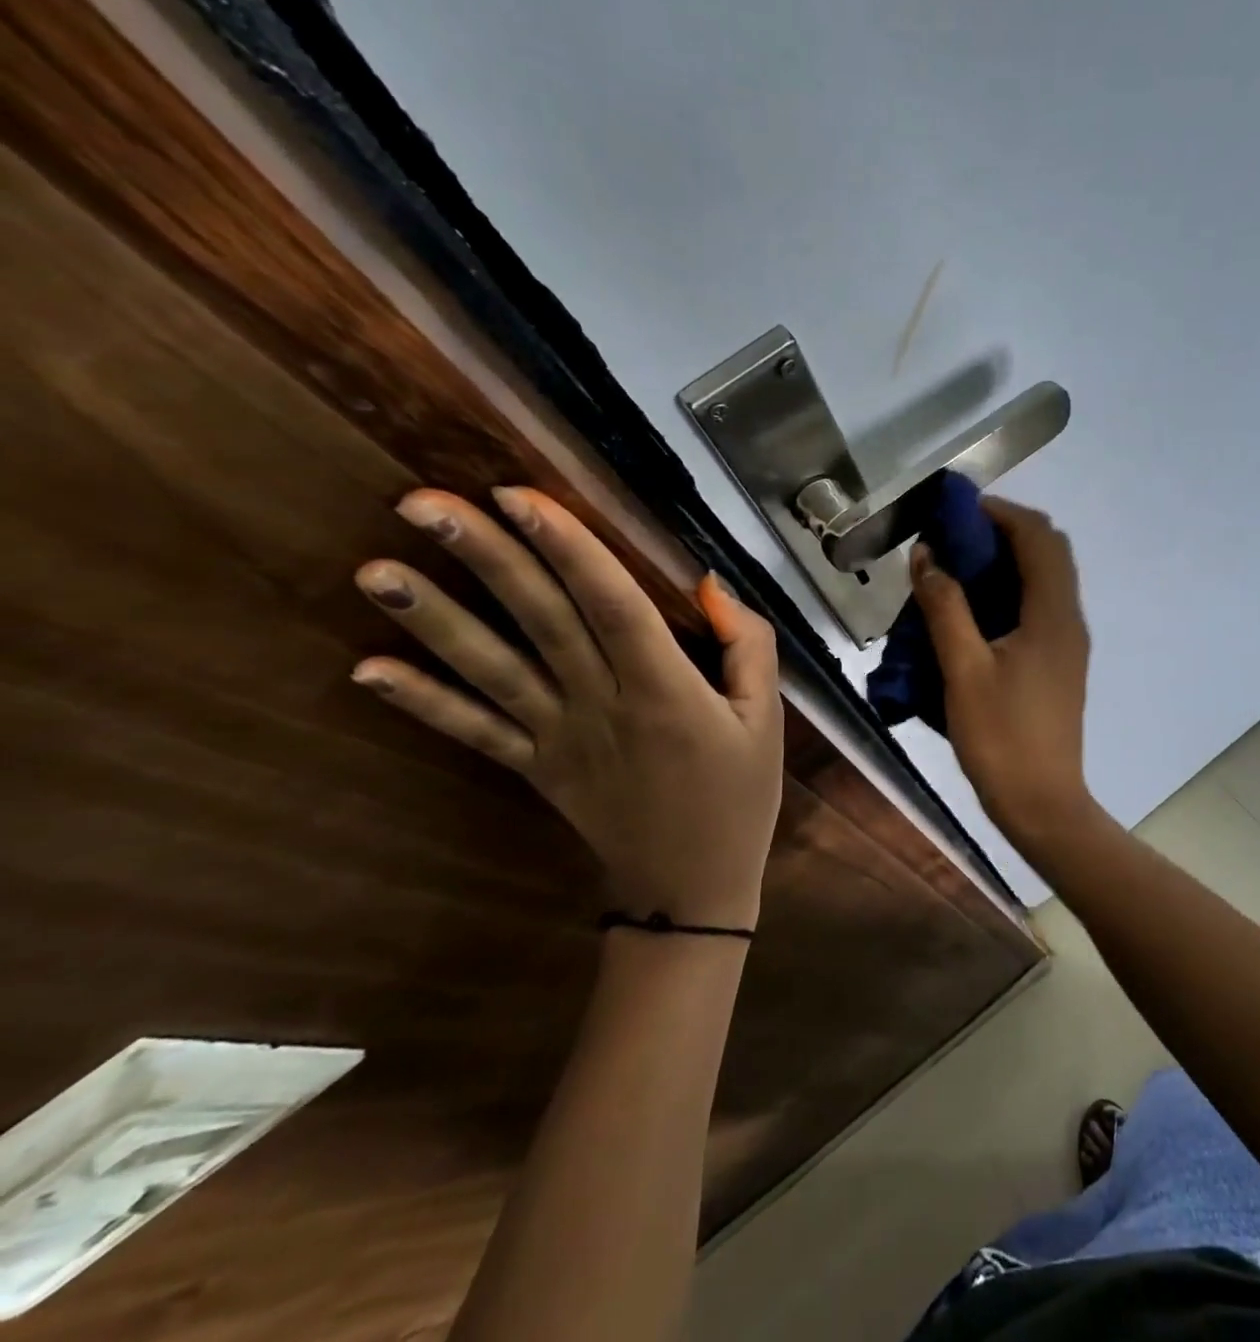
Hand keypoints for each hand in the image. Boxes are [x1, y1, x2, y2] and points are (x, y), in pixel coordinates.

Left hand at [350, 488, 783, 929]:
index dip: (567, 548)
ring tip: (375, 570)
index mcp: (667, 690)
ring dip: (434, 620)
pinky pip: (476, 733)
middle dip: (487, 559)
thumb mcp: (767, 719)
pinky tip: (367, 670)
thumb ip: (748, 646)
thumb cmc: (739, 796)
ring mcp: (560, 739)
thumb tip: (708, 585)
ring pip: (494, 670)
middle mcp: (603, 706)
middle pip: (541, 622)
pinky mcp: (535, 769)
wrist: (691, 887)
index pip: (612, 605)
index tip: (517, 496)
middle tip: (419, 503)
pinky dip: (422, 703)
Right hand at [910, 497, 1097, 846]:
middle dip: (1004, 532)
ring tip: (959, 569)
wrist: (1042, 803)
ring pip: (1046, 580)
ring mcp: (1069, 643)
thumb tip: (926, 555)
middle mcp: (1069, 619)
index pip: (1038, 536)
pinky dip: (1011, 592)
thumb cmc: (1001, 737)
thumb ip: (945, 608)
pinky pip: (1040, 607)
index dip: (1000, 513)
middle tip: (955, 539)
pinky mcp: (1060, 663)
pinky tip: (975, 612)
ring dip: (1008, 562)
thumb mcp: (963, 670)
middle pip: (1048, 551)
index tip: (956, 512)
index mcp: (1052, 614)